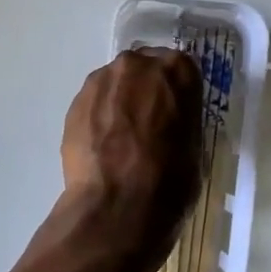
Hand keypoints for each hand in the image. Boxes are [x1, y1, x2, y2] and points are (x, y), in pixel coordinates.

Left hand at [59, 47, 203, 268]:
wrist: (117, 207)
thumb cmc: (170, 181)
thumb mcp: (195, 146)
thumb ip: (182, 120)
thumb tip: (170, 122)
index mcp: (176, 71)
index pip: (180, 70)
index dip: (177, 93)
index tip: (175, 113)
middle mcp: (137, 65)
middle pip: (143, 71)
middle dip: (145, 92)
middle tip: (148, 125)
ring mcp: (101, 81)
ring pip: (115, 85)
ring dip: (119, 103)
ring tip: (121, 139)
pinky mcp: (75, 102)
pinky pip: (94, 104)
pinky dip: (98, 118)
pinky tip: (103, 147)